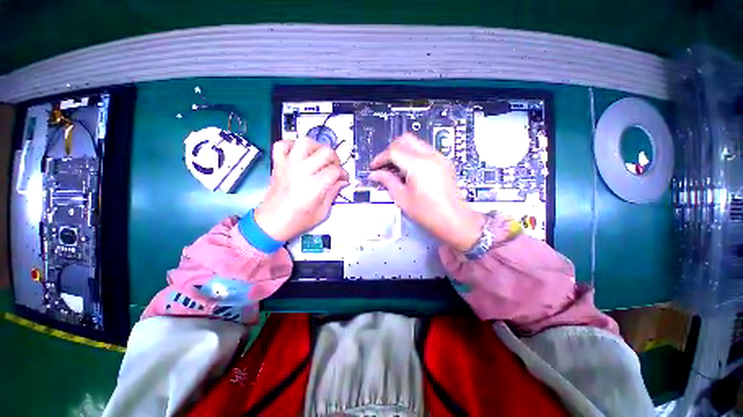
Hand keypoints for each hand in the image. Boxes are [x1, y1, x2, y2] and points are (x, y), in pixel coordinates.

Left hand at [254, 137, 348, 241]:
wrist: (271, 223)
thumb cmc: (296, 221)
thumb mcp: (322, 211)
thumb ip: (333, 193)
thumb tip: (342, 182)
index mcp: (314, 186)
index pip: (335, 170)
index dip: (343, 174)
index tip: (343, 179)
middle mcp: (301, 172)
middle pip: (325, 152)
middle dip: (335, 159)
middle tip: (334, 168)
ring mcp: (288, 166)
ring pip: (306, 142)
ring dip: (316, 147)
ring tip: (319, 158)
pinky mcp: (278, 165)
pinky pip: (282, 145)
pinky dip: (292, 145)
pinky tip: (299, 154)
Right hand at [369, 134, 484, 251]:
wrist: (454, 220)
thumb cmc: (428, 213)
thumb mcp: (402, 198)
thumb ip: (387, 181)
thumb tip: (375, 174)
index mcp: (418, 165)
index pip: (394, 151)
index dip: (380, 158)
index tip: (374, 167)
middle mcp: (430, 156)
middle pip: (405, 140)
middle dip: (391, 149)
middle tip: (384, 165)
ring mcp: (439, 157)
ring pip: (416, 143)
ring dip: (402, 151)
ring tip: (395, 168)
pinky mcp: (444, 162)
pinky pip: (425, 150)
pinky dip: (413, 155)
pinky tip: (409, 170)